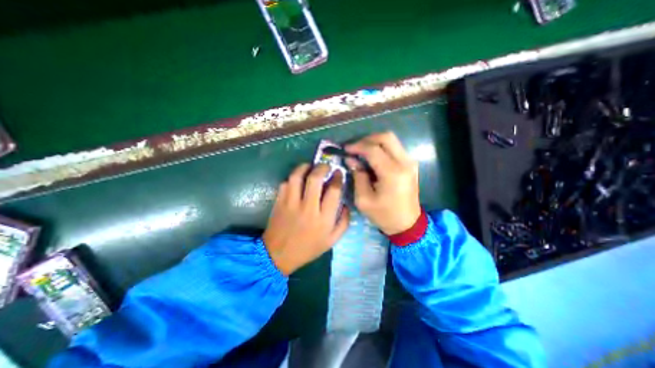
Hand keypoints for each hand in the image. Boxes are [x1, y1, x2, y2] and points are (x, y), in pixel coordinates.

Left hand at [263, 163, 349, 273]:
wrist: (279, 255)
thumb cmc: (308, 248)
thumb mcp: (332, 240)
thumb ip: (344, 222)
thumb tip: (346, 204)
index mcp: (323, 218)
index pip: (334, 191)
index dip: (338, 178)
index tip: (338, 173)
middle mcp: (308, 208)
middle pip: (315, 179)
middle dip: (322, 167)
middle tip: (325, 166)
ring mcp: (291, 204)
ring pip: (297, 177)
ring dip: (304, 167)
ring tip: (309, 167)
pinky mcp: (279, 202)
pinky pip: (285, 183)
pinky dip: (292, 178)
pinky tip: (297, 179)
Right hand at [344, 132, 418, 234]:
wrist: (407, 224)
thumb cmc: (384, 215)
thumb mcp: (364, 199)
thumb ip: (357, 176)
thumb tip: (350, 159)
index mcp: (392, 173)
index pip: (373, 149)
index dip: (357, 146)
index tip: (345, 150)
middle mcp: (404, 163)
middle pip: (386, 137)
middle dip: (367, 139)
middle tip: (354, 148)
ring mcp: (410, 162)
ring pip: (391, 140)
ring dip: (374, 142)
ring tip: (361, 152)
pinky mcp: (411, 164)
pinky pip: (395, 148)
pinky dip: (382, 148)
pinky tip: (372, 157)